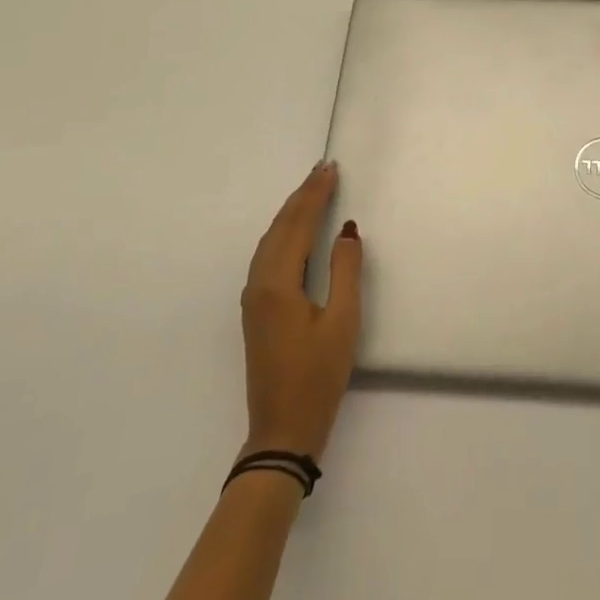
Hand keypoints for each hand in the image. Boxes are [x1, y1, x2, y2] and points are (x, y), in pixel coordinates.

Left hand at [239, 161, 362, 458]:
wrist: (282, 430)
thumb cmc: (318, 376)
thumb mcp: (343, 322)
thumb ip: (345, 270)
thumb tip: (346, 230)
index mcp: (278, 283)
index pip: (298, 224)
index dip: (315, 194)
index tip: (330, 168)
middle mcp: (258, 283)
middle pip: (280, 227)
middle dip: (301, 196)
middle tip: (322, 169)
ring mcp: (253, 297)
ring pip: (270, 240)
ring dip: (291, 212)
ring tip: (311, 190)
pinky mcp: (255, 310)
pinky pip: (267, 255)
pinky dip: (283, 233)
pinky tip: (294, 230)